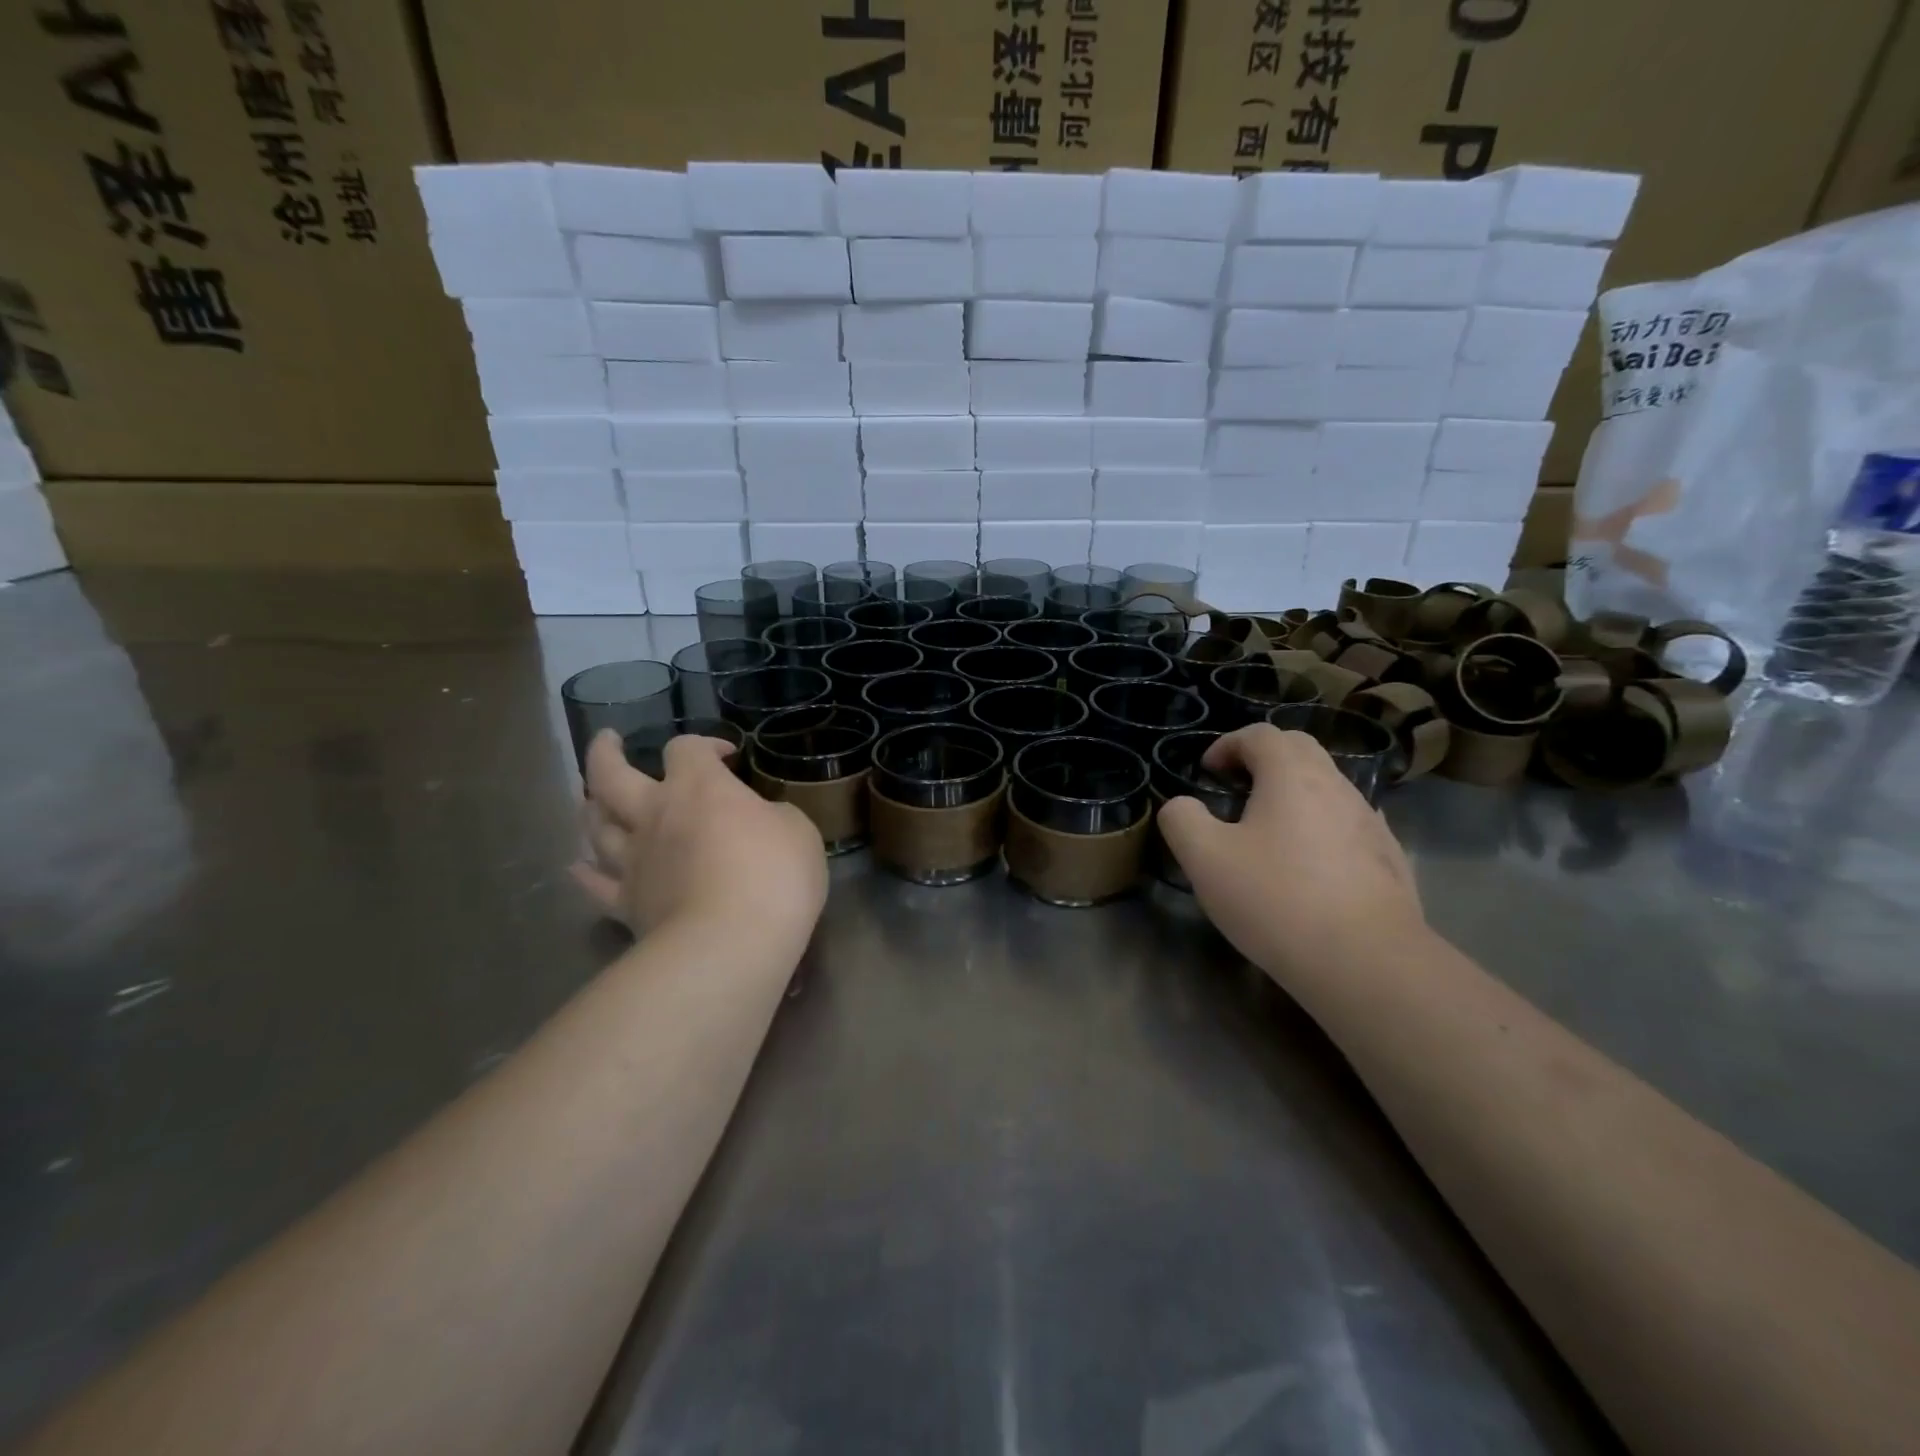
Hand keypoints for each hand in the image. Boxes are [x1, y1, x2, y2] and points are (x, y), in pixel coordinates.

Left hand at [572, 730, 827, 946]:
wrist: (730, 943)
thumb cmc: (774, 875)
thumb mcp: (798, 831)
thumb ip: (773, 817)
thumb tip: (761, 821)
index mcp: (699, 788)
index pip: (686, 748)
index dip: (704, 744)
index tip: (726, 756)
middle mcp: (656, 814)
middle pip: (611, 774)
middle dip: (605, 753)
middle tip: (608, 741)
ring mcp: (635, 860)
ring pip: (596, 826)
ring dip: (591, 808)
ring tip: (592, 801)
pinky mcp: (627, 905)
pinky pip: (595, 886)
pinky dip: (584, 874)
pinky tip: (577, 868)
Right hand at [1157, 725, 1424, 979]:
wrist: (1366, 962)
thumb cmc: (1276, 899)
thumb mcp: (1204, 859)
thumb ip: (1182, 819)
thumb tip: (1182, 806)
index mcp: (1291, 775)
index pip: (1260, 735)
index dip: (1227, 744)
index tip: (1207, 771)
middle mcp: (1336, 786)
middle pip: (1299, 750)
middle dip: (1263, 759)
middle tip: (1235, 788)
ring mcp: (1370, 822)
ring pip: (1326, 787)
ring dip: (1292, 794)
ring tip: (1267, 830)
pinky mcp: (1389, 858)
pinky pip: (1347, 825)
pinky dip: (1320, 827)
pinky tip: (1309, 865)